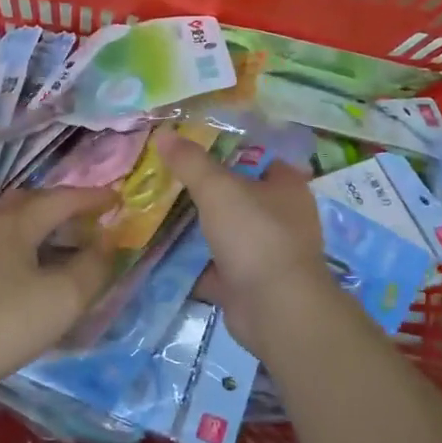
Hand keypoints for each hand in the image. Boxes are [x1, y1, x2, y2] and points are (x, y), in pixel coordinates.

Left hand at [0, 187, 115, 396]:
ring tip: (54, 246)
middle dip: (59, 205)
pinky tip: (18, 272)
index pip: (61, 200)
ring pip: (4, 223)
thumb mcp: (61, 300)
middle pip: (28, 202)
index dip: (92, 198)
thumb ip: (92, 269)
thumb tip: (108, 243)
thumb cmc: (2, 322)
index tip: (116, 199)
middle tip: (83, 220)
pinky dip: (14, 247)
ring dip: (34, 226)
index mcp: (15, 223)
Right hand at [155, 129, 337, 352]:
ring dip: (195, 228)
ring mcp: (266, 253)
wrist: (274, 309)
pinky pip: (214, 266)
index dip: (224, 150)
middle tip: (163, 179)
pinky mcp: (248, 283)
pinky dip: (192, 262)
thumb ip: (190, 162)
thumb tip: (164, 133)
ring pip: (224, 232)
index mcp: (286, 186)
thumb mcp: (218, 189)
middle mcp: (282, 217)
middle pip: (237, 196)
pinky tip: (160, 252)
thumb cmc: (255, 235)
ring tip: (155, 212)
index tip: (187, 148)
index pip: (255, 157)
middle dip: (203, 191)